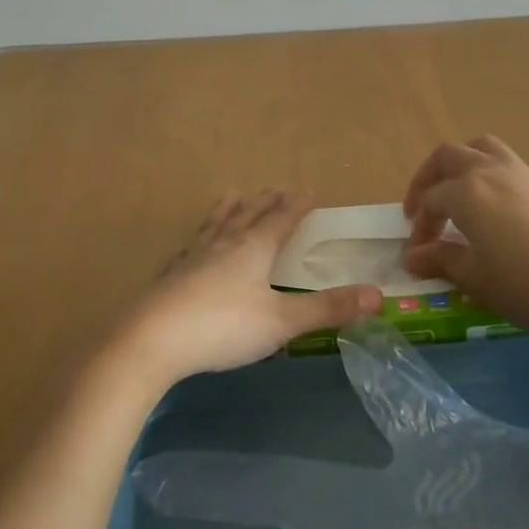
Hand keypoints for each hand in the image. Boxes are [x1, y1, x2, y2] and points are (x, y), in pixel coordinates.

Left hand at [110, 190, 380, 391]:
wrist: (151, 339)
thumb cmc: (222, 327)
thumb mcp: (282, 321)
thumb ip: (327, 309)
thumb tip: (377, 295)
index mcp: (252, 249)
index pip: (280, 220)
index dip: (296, 206)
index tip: (308, 191)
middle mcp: (222, 244)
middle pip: (248, 215)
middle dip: (266, 202)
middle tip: (276, 188)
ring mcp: (192, 258)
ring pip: (215, 224)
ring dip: (229, 209)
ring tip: (233, 194)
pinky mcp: (169, 276)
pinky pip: (189, 248)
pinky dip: (198, 239)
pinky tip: (190, 246)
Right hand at [403, 136, 528, 352]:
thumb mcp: (477, 279)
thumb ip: (441, 260)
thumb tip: (413, 256)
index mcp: (466, 192)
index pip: (430, 200)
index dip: (419, 227)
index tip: (417, 255)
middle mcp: (489, 170)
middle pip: (447, 157)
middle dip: (427, 181)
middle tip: (422, 213)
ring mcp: (520, 172)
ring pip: (478, 148)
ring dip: (457, 165)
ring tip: (454, 195)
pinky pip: (502, 160)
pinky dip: (484, 172)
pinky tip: (490, 208)